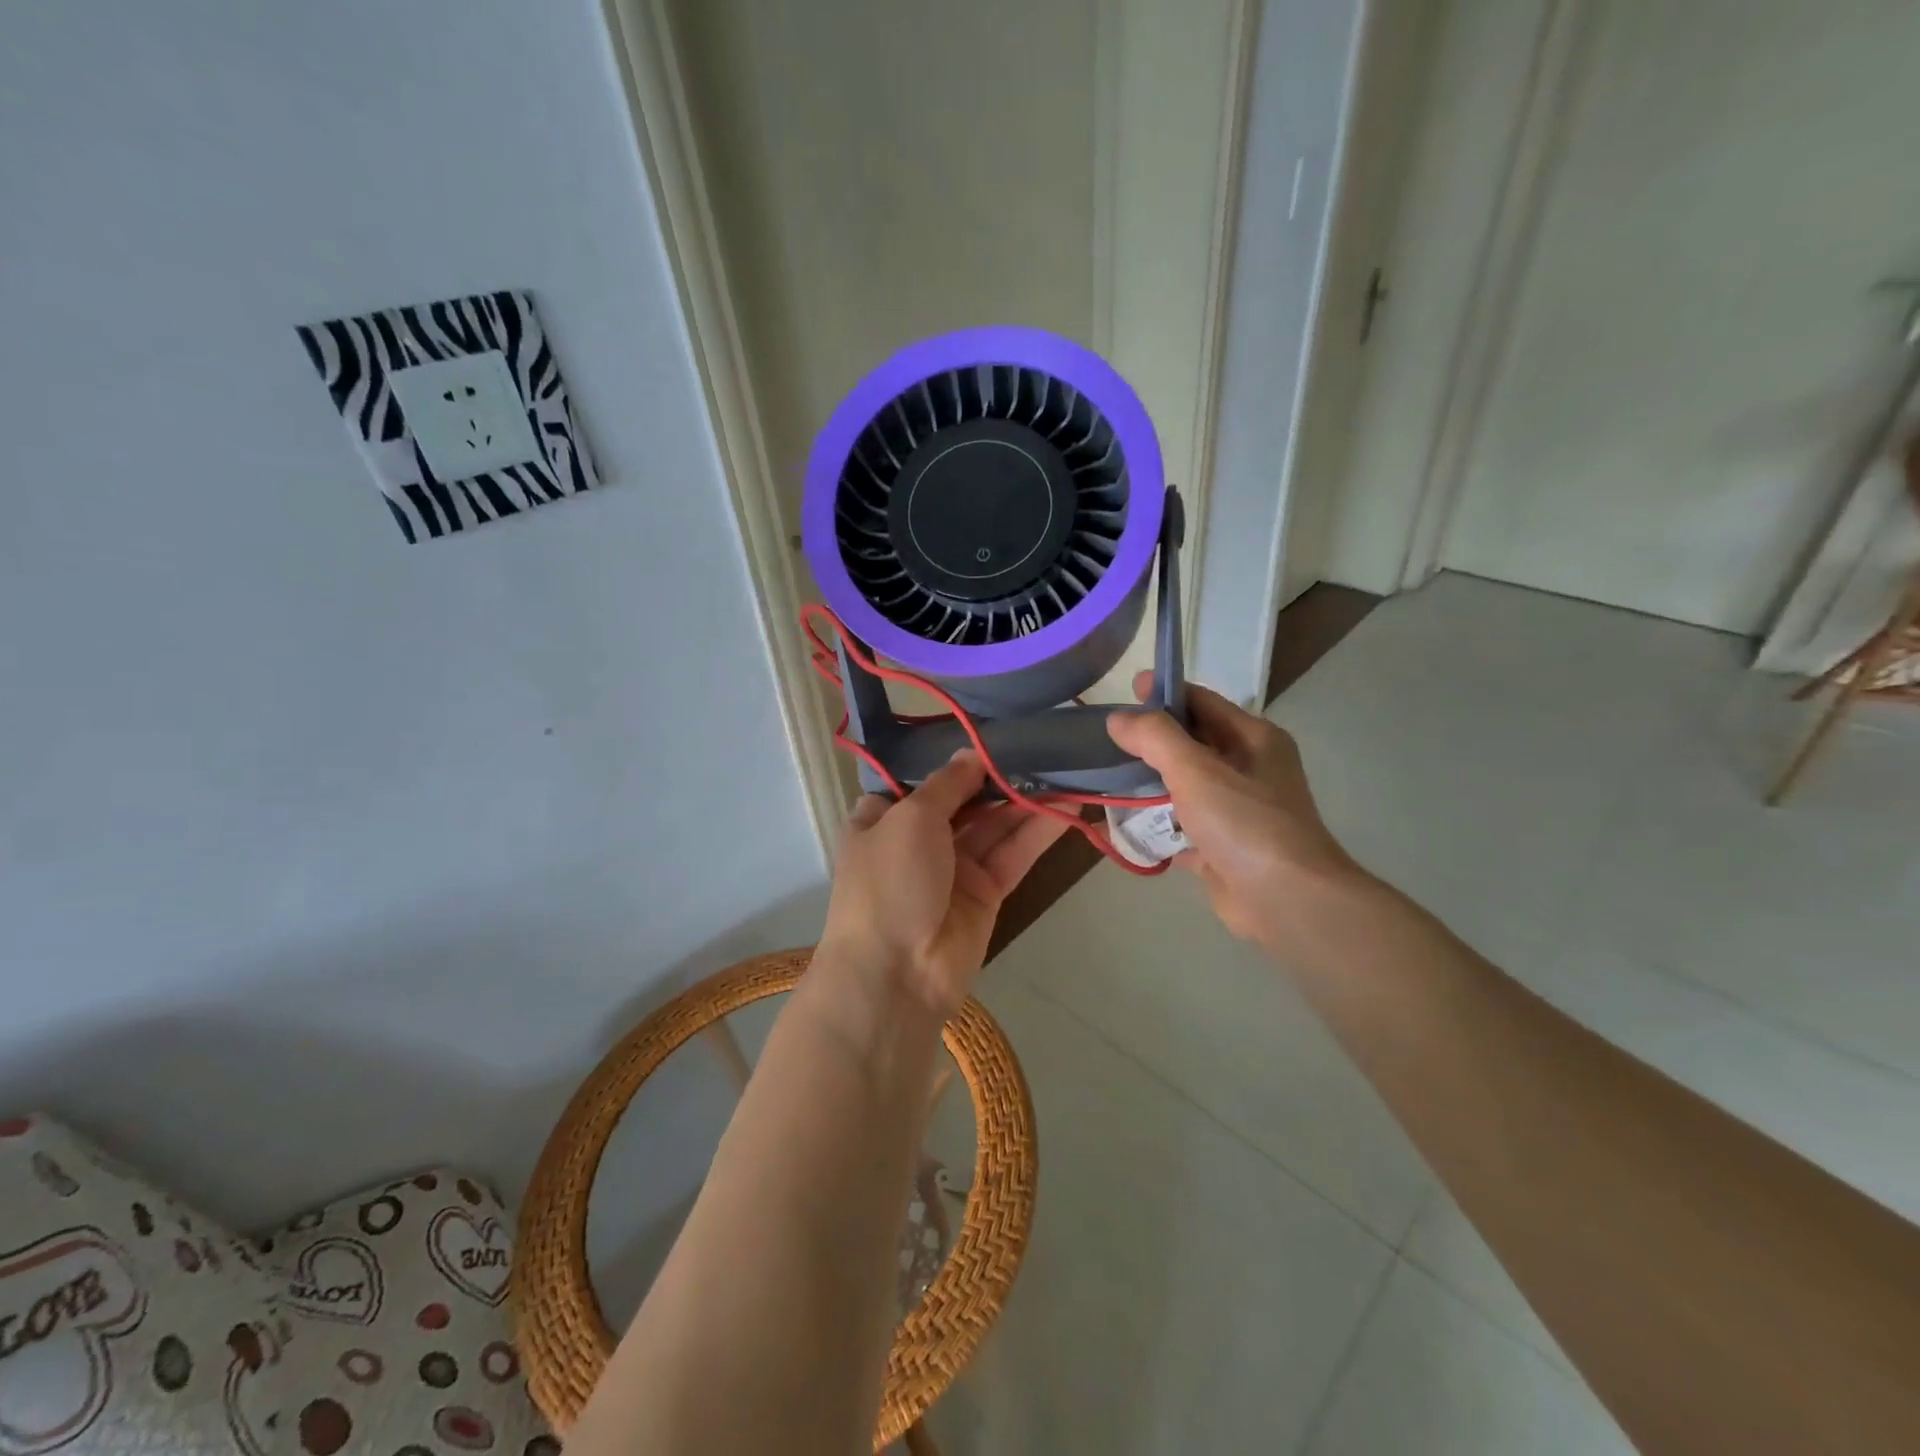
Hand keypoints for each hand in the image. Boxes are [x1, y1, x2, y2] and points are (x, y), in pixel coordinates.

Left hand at [818, 751, 1067, 1016]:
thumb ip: (947, 784)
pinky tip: (1069, 806)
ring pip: (995, 825)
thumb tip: (971, 754)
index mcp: (883, 818)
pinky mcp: (986, 892)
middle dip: (999, 776)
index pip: (922, 780)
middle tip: (1042, 745)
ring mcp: (953, 867)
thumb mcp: (910, 817)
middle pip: (965, 800)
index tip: (991, 732)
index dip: (954, 759)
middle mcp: (917, 840)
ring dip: (1026, 800)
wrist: (895, 974)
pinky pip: (1013, 853)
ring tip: (1066, 768)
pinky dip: (1038, 831)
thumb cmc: (889, 881)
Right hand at [1107, 675, 1366, 949]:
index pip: (1203, 701)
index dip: (1165, 692)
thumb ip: (1155, 738)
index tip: (1125, 691)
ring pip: (1186, 785)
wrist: (1286, 900)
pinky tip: (1123, 824)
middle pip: (1193, 742)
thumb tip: (1119, 718)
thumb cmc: (1245, 823)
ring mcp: (1238, 810)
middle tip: (1107, 735)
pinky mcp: (1224, 846)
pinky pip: (1183, 826)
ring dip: (1152, 781)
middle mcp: (1250, 769)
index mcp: (1253, 739)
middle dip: (1152, 739)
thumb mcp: (1196, 769)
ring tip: (1108, 775)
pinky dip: (1157, 824)